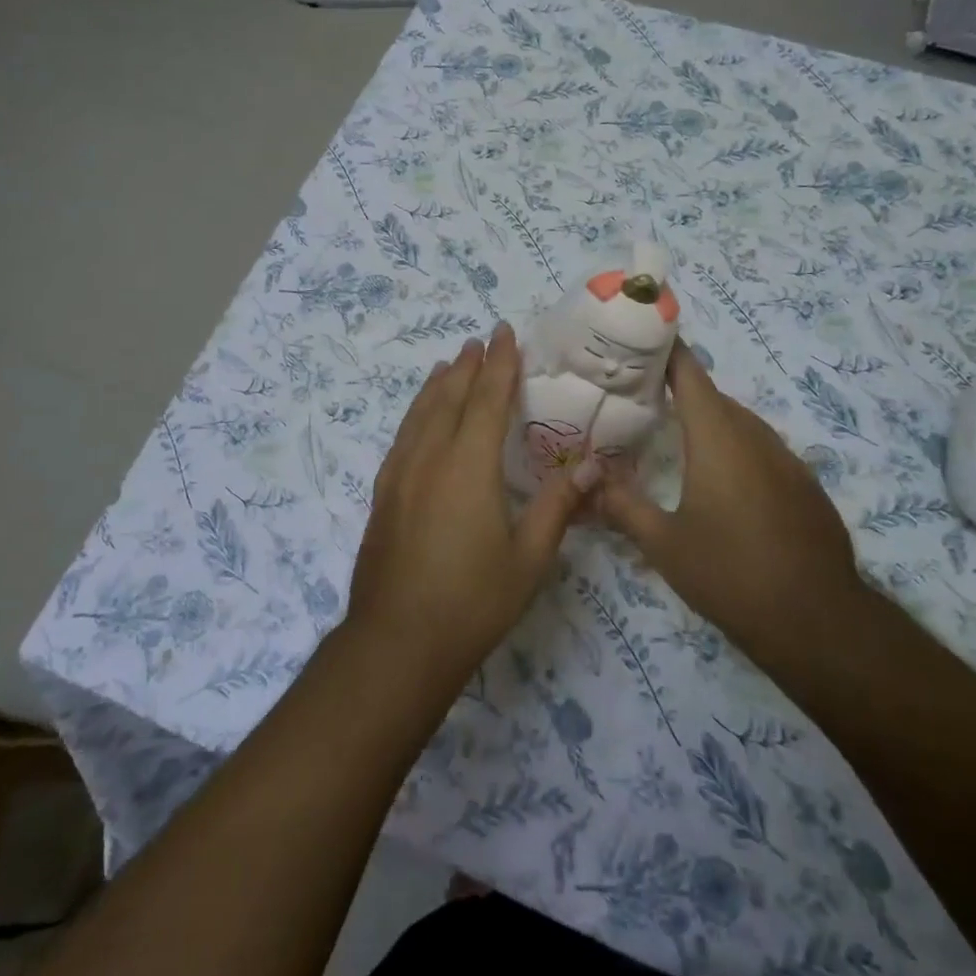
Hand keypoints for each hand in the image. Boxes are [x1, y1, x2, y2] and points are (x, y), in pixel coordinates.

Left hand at [346, 323, 594, 686]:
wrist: (396, 642)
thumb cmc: (472, 602)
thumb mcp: (529, 558)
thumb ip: (559, 506)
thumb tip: (591, 464)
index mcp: (469, 466)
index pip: (487, 400)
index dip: (499, 364)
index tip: (504, 333)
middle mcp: (430, 458)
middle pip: (449, 398)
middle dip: (467, 366)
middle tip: (480, 341)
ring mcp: (400, 475)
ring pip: (420, 414)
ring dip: (437, 385)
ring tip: (448, 364)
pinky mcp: (383, 495)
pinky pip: (402, 437)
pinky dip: (415, 414)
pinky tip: (419, 419)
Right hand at [596, 343, 863, 655]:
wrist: (818, 621)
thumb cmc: (730, 573)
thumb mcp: (663, 543)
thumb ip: (622, 505)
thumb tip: (587, 481)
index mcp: (718, 438)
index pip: (690, 375)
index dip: (668, 350)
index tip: (643, 335)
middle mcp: (755, 437)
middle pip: (714, 398)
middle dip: (680, 389)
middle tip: (641, 394)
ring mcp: (787, 461)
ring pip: (741, 424)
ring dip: (709, 420)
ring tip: (674, 433)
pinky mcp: (805, 487)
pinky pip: (762, 451)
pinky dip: (735, 448)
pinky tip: (721, 480)